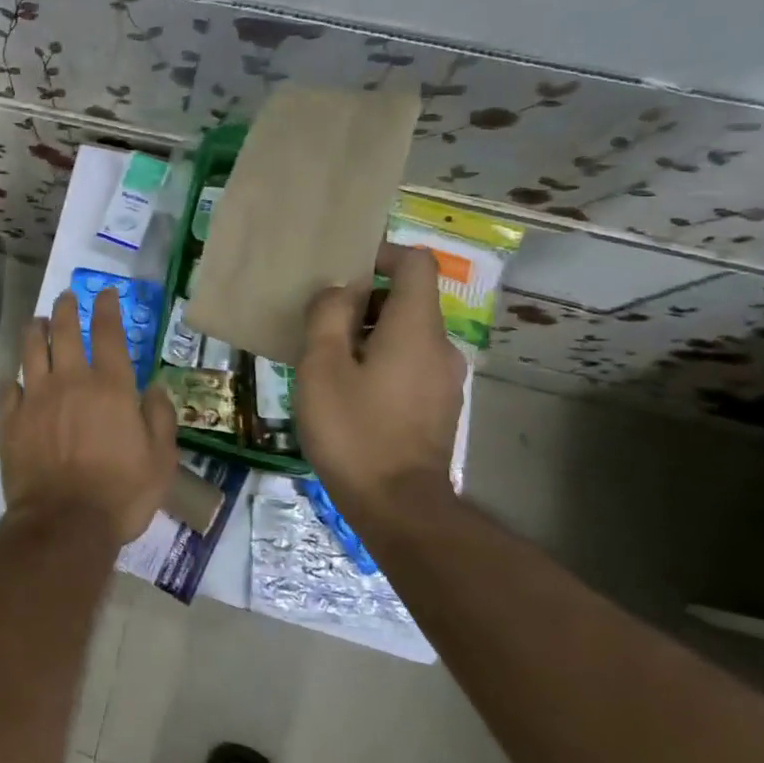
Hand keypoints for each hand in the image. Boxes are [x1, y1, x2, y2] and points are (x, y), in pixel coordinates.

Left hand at [0, 288, 179, 544]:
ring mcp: (36, 397)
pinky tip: (13, 378)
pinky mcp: (11, 419)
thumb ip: (160, 417)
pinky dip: (12, 379)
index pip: (108, 333)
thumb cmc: (121, 493)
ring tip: (37, 321)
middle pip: (64, 331)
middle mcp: (70, 381)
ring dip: (35, 330)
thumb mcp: (161, 460)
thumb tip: (156, 387)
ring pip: (31, 350)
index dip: (107, 308)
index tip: (106, 293)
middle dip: (66, 309)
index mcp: (110, 386)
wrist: (64, 523)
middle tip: (66, 298)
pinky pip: (7, 388)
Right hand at [294, 243, 464, 517]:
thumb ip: (328, 316)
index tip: (343, 270)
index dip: (381, 254)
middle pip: (408, 298)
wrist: (399, 507)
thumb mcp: (322, 366)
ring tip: (325, 356)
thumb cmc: (354, 430)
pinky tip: (346, 388)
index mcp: (415, 328)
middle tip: (320, 319)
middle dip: (364, 298)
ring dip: (367, 332)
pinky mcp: (438, 406)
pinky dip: (379, 359)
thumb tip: (339, 290)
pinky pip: (409, 362)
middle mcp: (439, 346)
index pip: (415, 264)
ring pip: (405, 333)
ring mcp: (444, 379)